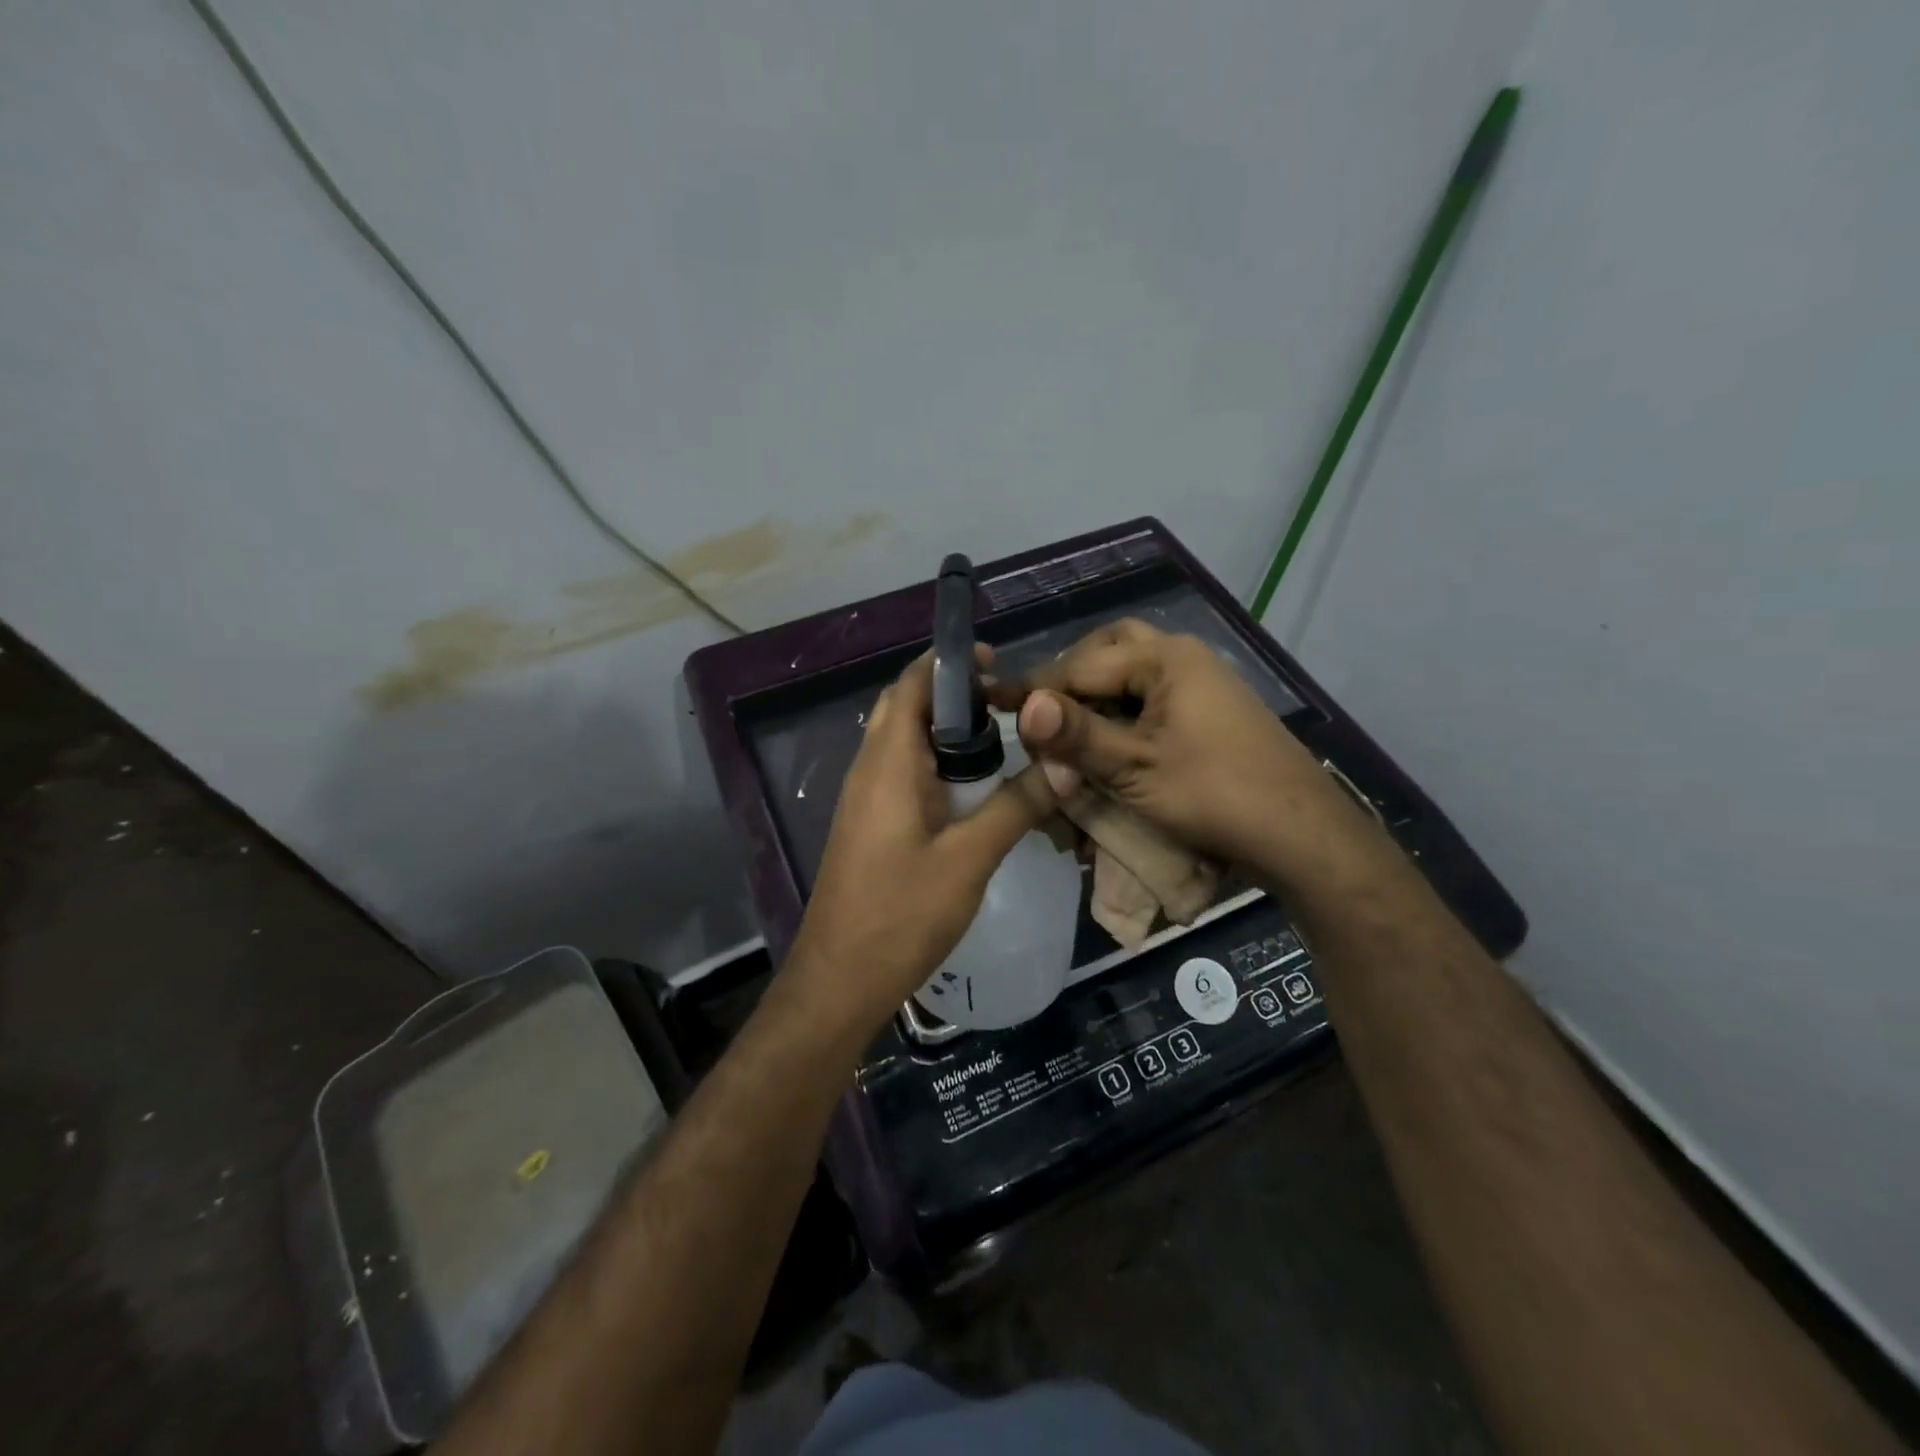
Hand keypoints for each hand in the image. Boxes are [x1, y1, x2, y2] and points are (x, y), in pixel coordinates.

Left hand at [784, 649, 1052, 1031]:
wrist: (839, 981)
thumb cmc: (901, 914)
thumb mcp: (969, 859)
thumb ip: (1017, 806)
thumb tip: (1065, 763)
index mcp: (888, 764)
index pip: (911, 686)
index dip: (949, 665)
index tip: (997, 663)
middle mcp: (870, 770)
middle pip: (906, 709)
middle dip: (953, 696)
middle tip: (1008, 703)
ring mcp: (866, 799)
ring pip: (904, 742)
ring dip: (946, 731)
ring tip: (1001, 738)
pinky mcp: (870, 825)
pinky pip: (903, 773)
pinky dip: (937, 763)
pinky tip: (973, 789)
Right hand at [994, 619, 1382, 890]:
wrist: (1304, 836)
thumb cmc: (1215, 795)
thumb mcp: (1136, 768)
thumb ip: (1078, 735)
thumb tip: (1024, 705)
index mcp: (1165, 659)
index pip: (1080, 665)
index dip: (1034, 689)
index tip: (992, 702)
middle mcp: (1184, 659)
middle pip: (1109, 652)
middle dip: (1070, 680)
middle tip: (1041, 714)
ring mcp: (1202, 685)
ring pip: (1132, 675)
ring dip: (1097, 697)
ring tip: (1070, 732)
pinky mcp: (1210, 714)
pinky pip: (1153, 699)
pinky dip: (1124, 716)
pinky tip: (1110, 745)